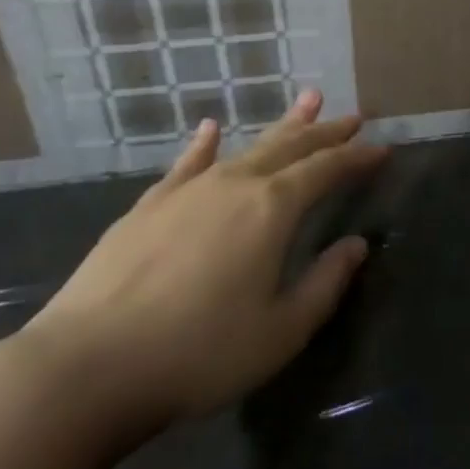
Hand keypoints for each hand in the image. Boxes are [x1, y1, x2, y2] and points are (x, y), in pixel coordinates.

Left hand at [19, 90, 386, 442]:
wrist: (87, 367)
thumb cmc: (199, 353)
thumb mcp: (281, 330)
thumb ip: (325, 283)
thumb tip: (356, 245)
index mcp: (273, 209)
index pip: (327, 169)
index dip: (357, 158)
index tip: (382, 149)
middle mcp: (235, 184)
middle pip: (291, 147)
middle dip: (326, 132)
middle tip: (353, 116)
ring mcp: (187, 190)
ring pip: (246, 146)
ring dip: (281, 126)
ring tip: (307, 102)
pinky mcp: (148, 206)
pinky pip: (186, 163)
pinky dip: (204, 144)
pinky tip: (211, 129)